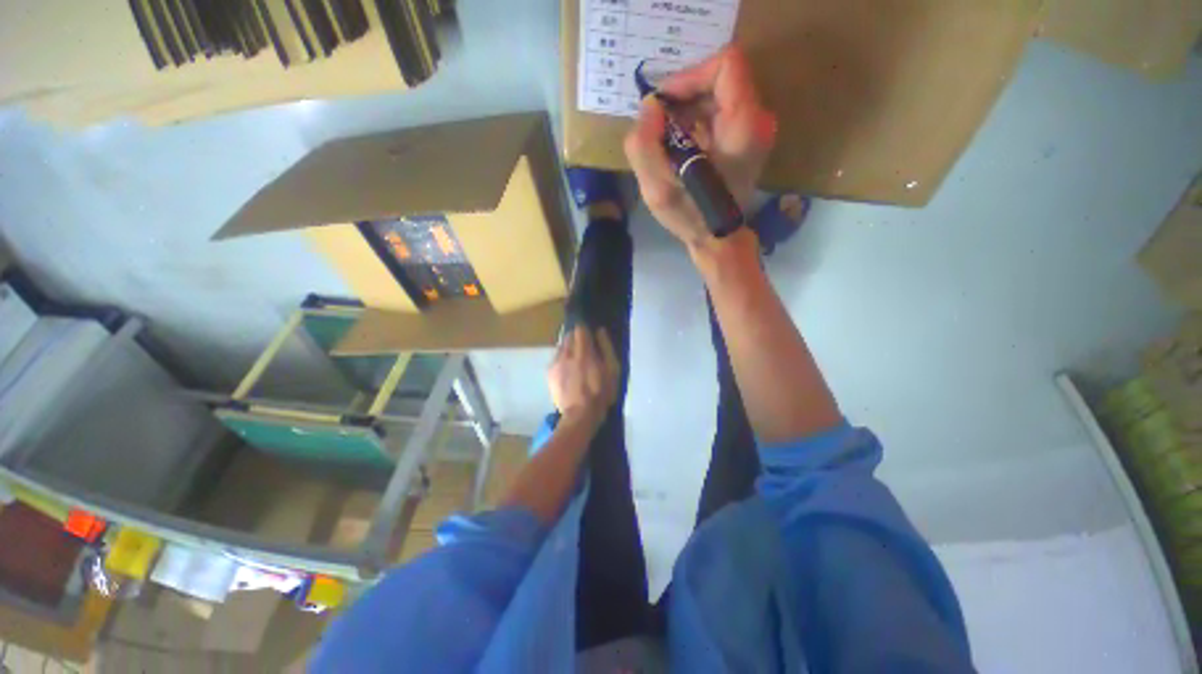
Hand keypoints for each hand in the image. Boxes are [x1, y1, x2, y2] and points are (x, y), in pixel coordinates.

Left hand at [547, 326, 619, 430]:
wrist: (580, 415)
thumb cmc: (601, 393)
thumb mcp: (612, 370)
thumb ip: (606, 348)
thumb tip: (599, 331)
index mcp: (583, 353)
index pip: (580, 329)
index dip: (586, 331)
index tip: (591, 337)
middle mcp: (566, 354)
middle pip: (569, 336)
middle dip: (577, 339)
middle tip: (585, 350)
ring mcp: (555, 364)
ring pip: (561, 347)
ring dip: (569, 349)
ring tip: (576, 361)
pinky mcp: (549, 373)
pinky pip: (556, 358)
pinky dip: (562, 360)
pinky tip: (569, 371)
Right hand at [624, 46, 776, 252]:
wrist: (718, 239)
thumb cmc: (691, 218)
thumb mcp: (658, 189)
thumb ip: (644, 145)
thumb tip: (649, 106)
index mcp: (743, 124)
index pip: (725, 64)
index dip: (689, 76)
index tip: (664, 105)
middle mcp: (756, 119)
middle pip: (717, 79)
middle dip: (681, 99)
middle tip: (657, 128)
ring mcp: (753, 128)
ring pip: (715, 96)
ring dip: (684, 113)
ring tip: (665, 143)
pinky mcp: (745, 138)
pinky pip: (716, 113)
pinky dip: (693, 123)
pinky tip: (678, 148)